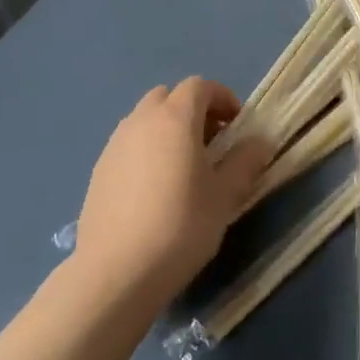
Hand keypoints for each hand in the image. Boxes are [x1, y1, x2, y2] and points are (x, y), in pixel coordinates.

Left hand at [74, 77, 271, 310]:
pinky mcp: (98, 171)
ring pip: (145, 120)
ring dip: (167, 130)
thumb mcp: (224, 196)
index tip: (237, 125)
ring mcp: (114, 145)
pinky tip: (155, 190)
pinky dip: (146, 151)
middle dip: (193, 110)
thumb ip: (245, 162)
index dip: (222, 98)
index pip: (199, 86)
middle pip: (169, 97)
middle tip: (212, 142)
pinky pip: (128, 145)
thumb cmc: (180, 227)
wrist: (116, 273)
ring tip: (184, 167)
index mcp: (174, 118)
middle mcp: (140, 121)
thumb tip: (261, 142)